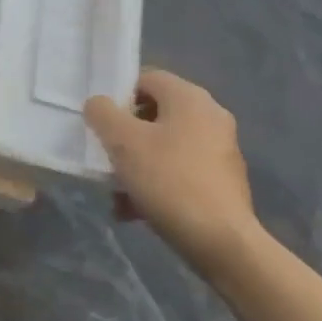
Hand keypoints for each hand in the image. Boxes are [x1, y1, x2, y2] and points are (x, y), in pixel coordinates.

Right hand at [84, 69, 263, 283]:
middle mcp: (210, 115)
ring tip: (117, 194)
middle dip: (125, 138)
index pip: (146, 78)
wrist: (222, 241)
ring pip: (166, 147)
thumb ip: (103, 114)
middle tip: (107, 159)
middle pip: (155, 114)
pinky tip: (136, 212)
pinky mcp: (223, 181)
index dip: (118, 96)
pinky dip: (158, 184)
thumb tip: (98, 104)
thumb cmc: (169, 181)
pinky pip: (181, 172)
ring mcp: (220, 149)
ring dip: (137, 165)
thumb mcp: (123, 143)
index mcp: (190, 97)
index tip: (101, 125)